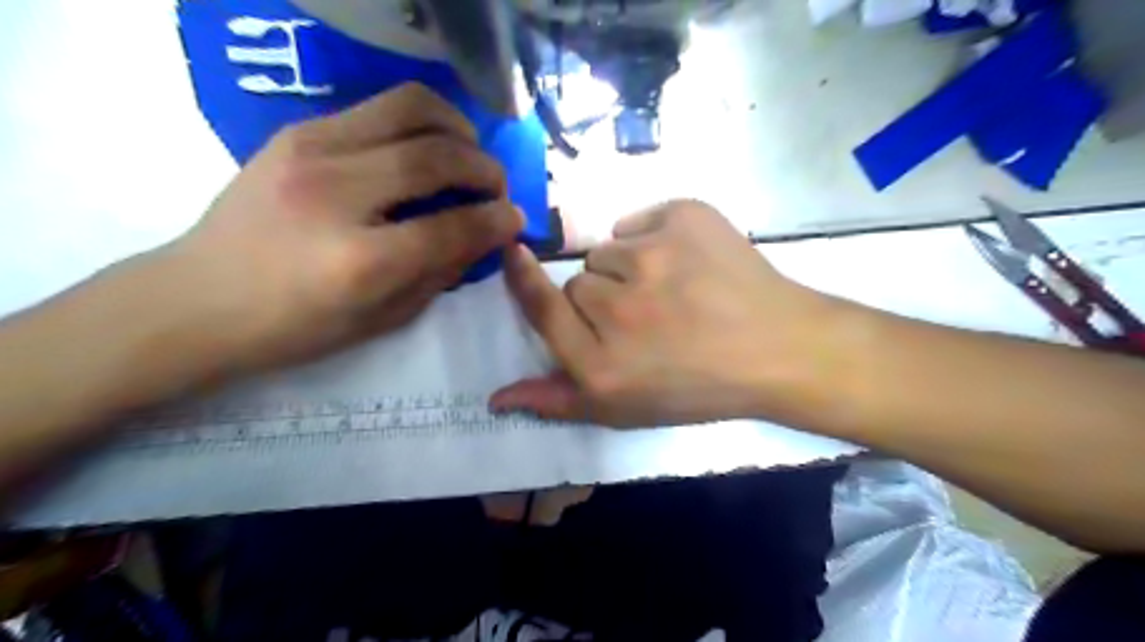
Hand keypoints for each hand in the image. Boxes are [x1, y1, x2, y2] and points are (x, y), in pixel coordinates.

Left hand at [153, 84, 520, 377]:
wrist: (197, 299)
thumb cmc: (294, 327)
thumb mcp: (382, 319)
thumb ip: (441, 274)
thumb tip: (487, 235)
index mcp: (358, 261)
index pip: (451, 227)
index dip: (496, 220)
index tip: (517, 218)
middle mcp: (335, 194)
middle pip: (436, 157)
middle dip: (485, 169)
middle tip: (498, 187)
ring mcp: (310, 151)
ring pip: (411, 108)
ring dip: (457, 128)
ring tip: (470, 153)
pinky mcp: (297, 131)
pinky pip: (380, 107)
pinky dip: (421, 120)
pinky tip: (430, 145)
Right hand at [489, 200, 839, 426]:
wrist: (778, 349)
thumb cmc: (699, 387)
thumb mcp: (625, 410)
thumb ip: (557, 400)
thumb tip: (495, 396)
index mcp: (601, 362)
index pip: (542, 309)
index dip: (523, 280)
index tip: (514, 255)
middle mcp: (619, 309)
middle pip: (578, 281)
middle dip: (601, 296)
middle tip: (644, 315)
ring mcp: (652, 256)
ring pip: (609, 249)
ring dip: (628, 267)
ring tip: (670, 290)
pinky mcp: (684, 218)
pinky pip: (641, 220)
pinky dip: (655, 236)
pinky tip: (687, 262)